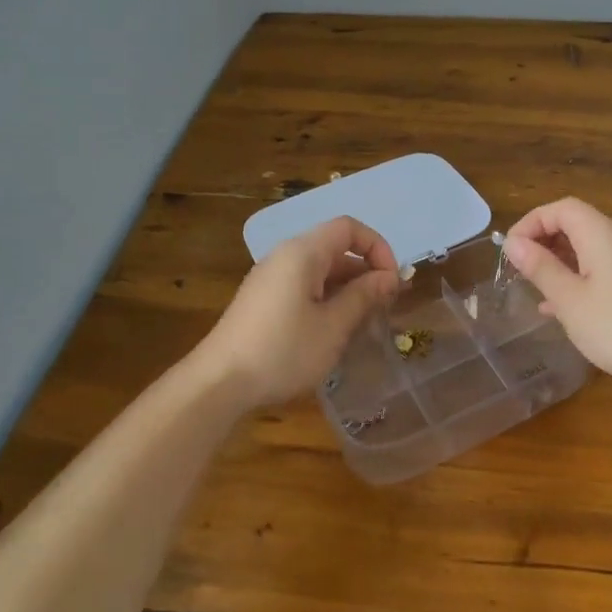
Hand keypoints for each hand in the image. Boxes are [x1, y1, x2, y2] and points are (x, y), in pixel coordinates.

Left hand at [198, 216, 400, 409]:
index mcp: (303, 253)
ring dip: (348, 290)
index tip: (392, 282)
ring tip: (365, 323)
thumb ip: (364, 296)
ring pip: (320, 271)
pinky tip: (334, 332)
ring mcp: (271, 279)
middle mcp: (285, 257)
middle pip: (335, 248)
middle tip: (386, 306)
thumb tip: (389, 276)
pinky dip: (327, 300)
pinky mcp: (263, 301)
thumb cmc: (283, 351)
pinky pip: (304, 287)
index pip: (349, 228)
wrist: (219, 383)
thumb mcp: (333, 326)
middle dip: (365, 272)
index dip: (377, 247)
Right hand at [504, 197, 611, 387]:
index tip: (511, 249)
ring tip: (539, 288)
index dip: (532, 221)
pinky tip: (568, 309)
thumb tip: (514, 243)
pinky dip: (582, 277)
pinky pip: (606, 269)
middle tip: (522, 268)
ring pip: (592, 249)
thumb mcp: (569, 299)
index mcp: (602, 234)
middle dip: (546, 241)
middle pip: (578, 224)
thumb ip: (541, 268)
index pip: (562, 208)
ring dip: (562, 262)